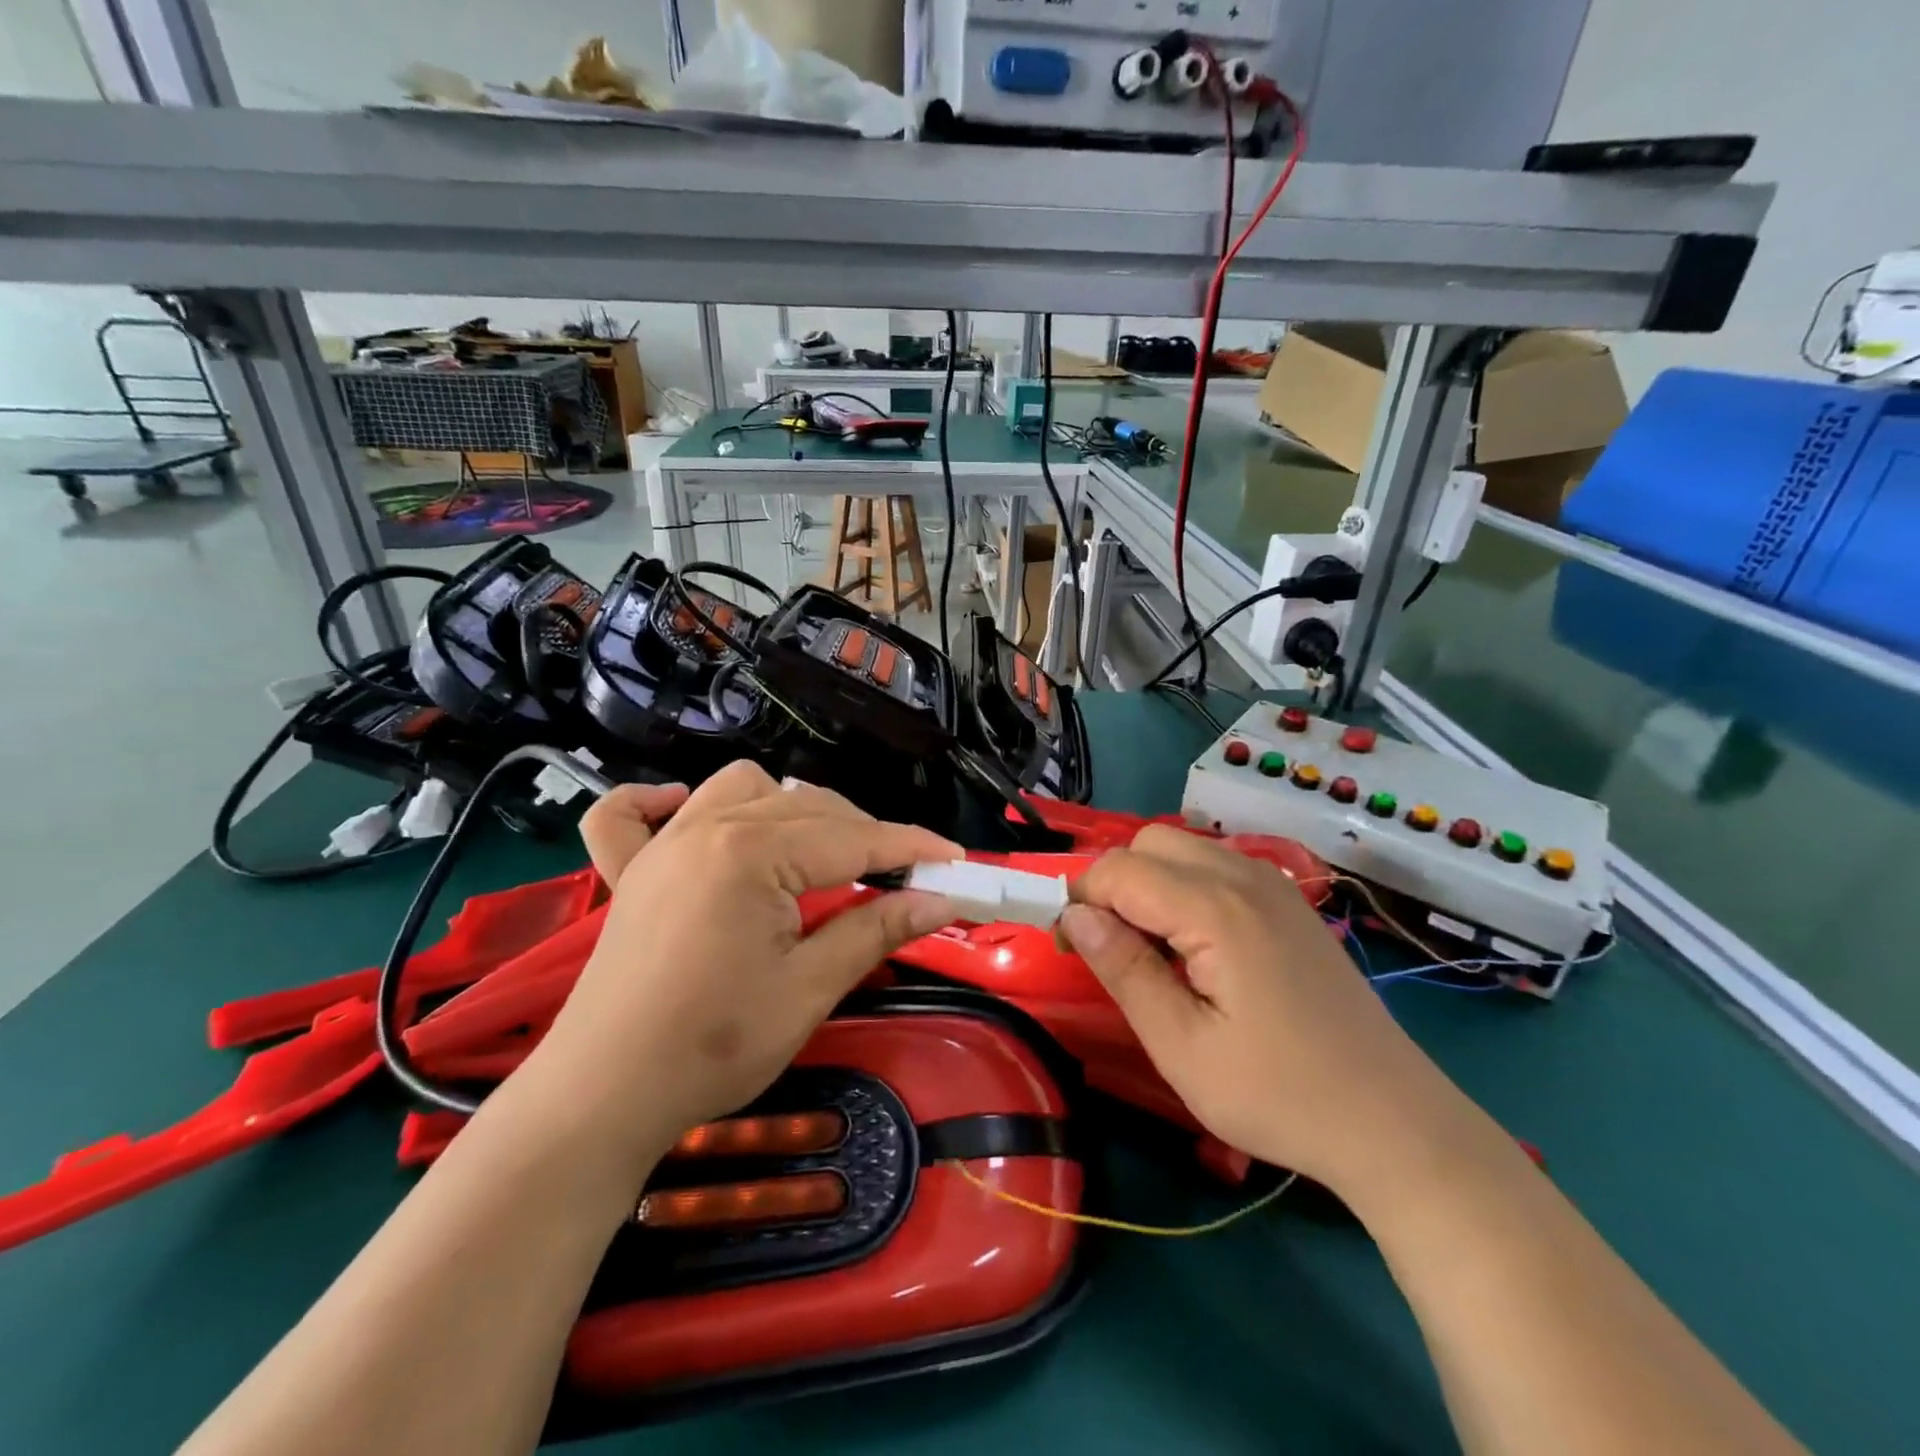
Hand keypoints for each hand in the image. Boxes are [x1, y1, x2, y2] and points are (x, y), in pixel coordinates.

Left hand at [521, 763, 958, 1173]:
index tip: (956, 861)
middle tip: (901, 879)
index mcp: (753, 853)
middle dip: (863, 834)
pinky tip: (686, 812)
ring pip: (741, 788)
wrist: (602, 1099)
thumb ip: (877, 929)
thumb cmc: (714, 1047)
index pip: (853, 838)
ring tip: (816, 854)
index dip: (912, 848)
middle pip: (808, 805)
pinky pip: (633, 813)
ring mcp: (663, 843)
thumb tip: (941, 900)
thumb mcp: (810, 988)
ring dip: (787, 807)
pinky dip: (660, 802)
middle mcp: (707, 826)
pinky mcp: (632, 870)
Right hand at [1059, 826, 1479, 1192]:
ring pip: (1183, 848)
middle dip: (1113, 883)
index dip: (1079, 898)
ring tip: (1151, 950)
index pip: (1119, 869)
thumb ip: (1124, 969)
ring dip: (1149, 883)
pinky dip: (1184, 887)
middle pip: (1150, 843)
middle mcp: (1245, 877)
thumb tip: (1073, 915)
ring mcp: (1274, 885)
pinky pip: (1217, 866)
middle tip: (1111, 947)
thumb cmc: (1279, 1095)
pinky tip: (1196, 947)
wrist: (1392, 1121)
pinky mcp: (1289, 902)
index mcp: (1217, 909)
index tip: (1066, 946)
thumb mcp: (1182, 1048)